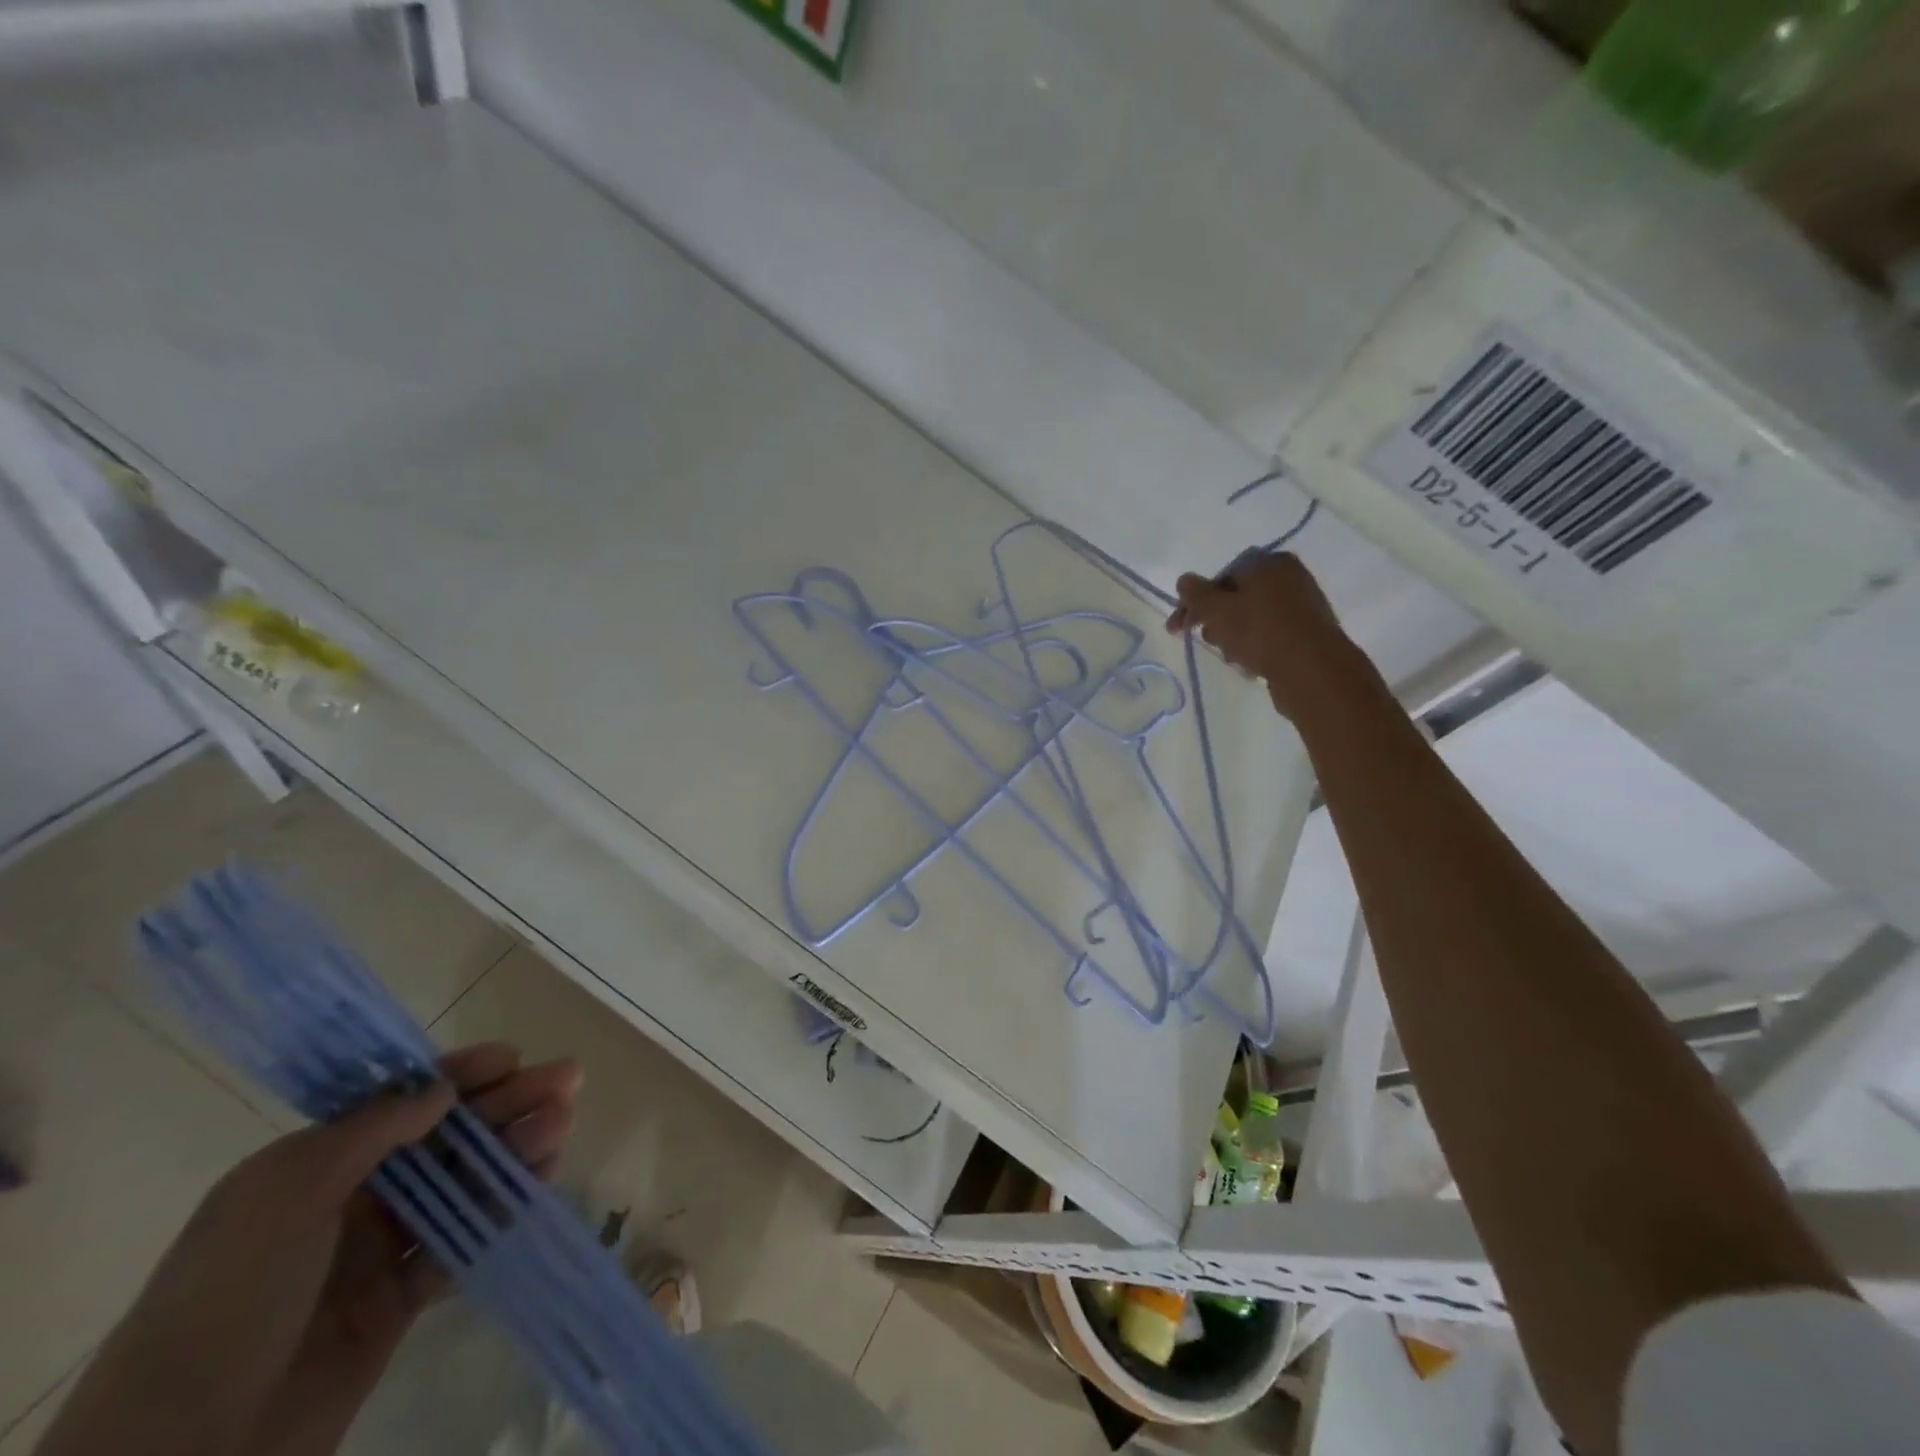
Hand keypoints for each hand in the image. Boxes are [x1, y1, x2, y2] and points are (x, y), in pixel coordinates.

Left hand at [37, 1044, 581, 1455]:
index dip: (458, 1075)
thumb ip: (370, 1130)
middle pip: (444, 1139)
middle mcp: (347, 1200)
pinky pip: (459, 1244)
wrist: (180, 1455)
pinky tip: (539, 1185)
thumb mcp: (285, 1193)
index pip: (399, 1102)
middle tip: (567, 1082)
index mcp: (312, 1166)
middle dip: (505, 1106)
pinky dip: (501, 1212)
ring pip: (461, 1186)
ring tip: (562, 1129)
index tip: (512, 1058)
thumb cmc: (228, 1300)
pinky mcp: (396, 1304)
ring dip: (513, 1152)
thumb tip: (442, 1090)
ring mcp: (373, 1254)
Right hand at [1164, 551, 1352, 718]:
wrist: (1313, 669)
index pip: (1221, 576)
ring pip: (1251, 618)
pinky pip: (1269, 635)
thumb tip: (1184, 581)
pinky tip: (1250, 664)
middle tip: (1207, 640)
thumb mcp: (1217, 610)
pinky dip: (1254, 646)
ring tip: (1231, 656)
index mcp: (1268, 563)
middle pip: (1236, 597)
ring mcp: (1301, 605)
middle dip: (1215, 620)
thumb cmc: (1260, 631)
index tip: (1178, 627)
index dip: (1196, 601)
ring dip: (1233, 636)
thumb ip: (1195, 594)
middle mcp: (1289, 577)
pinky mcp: (1307, 633)